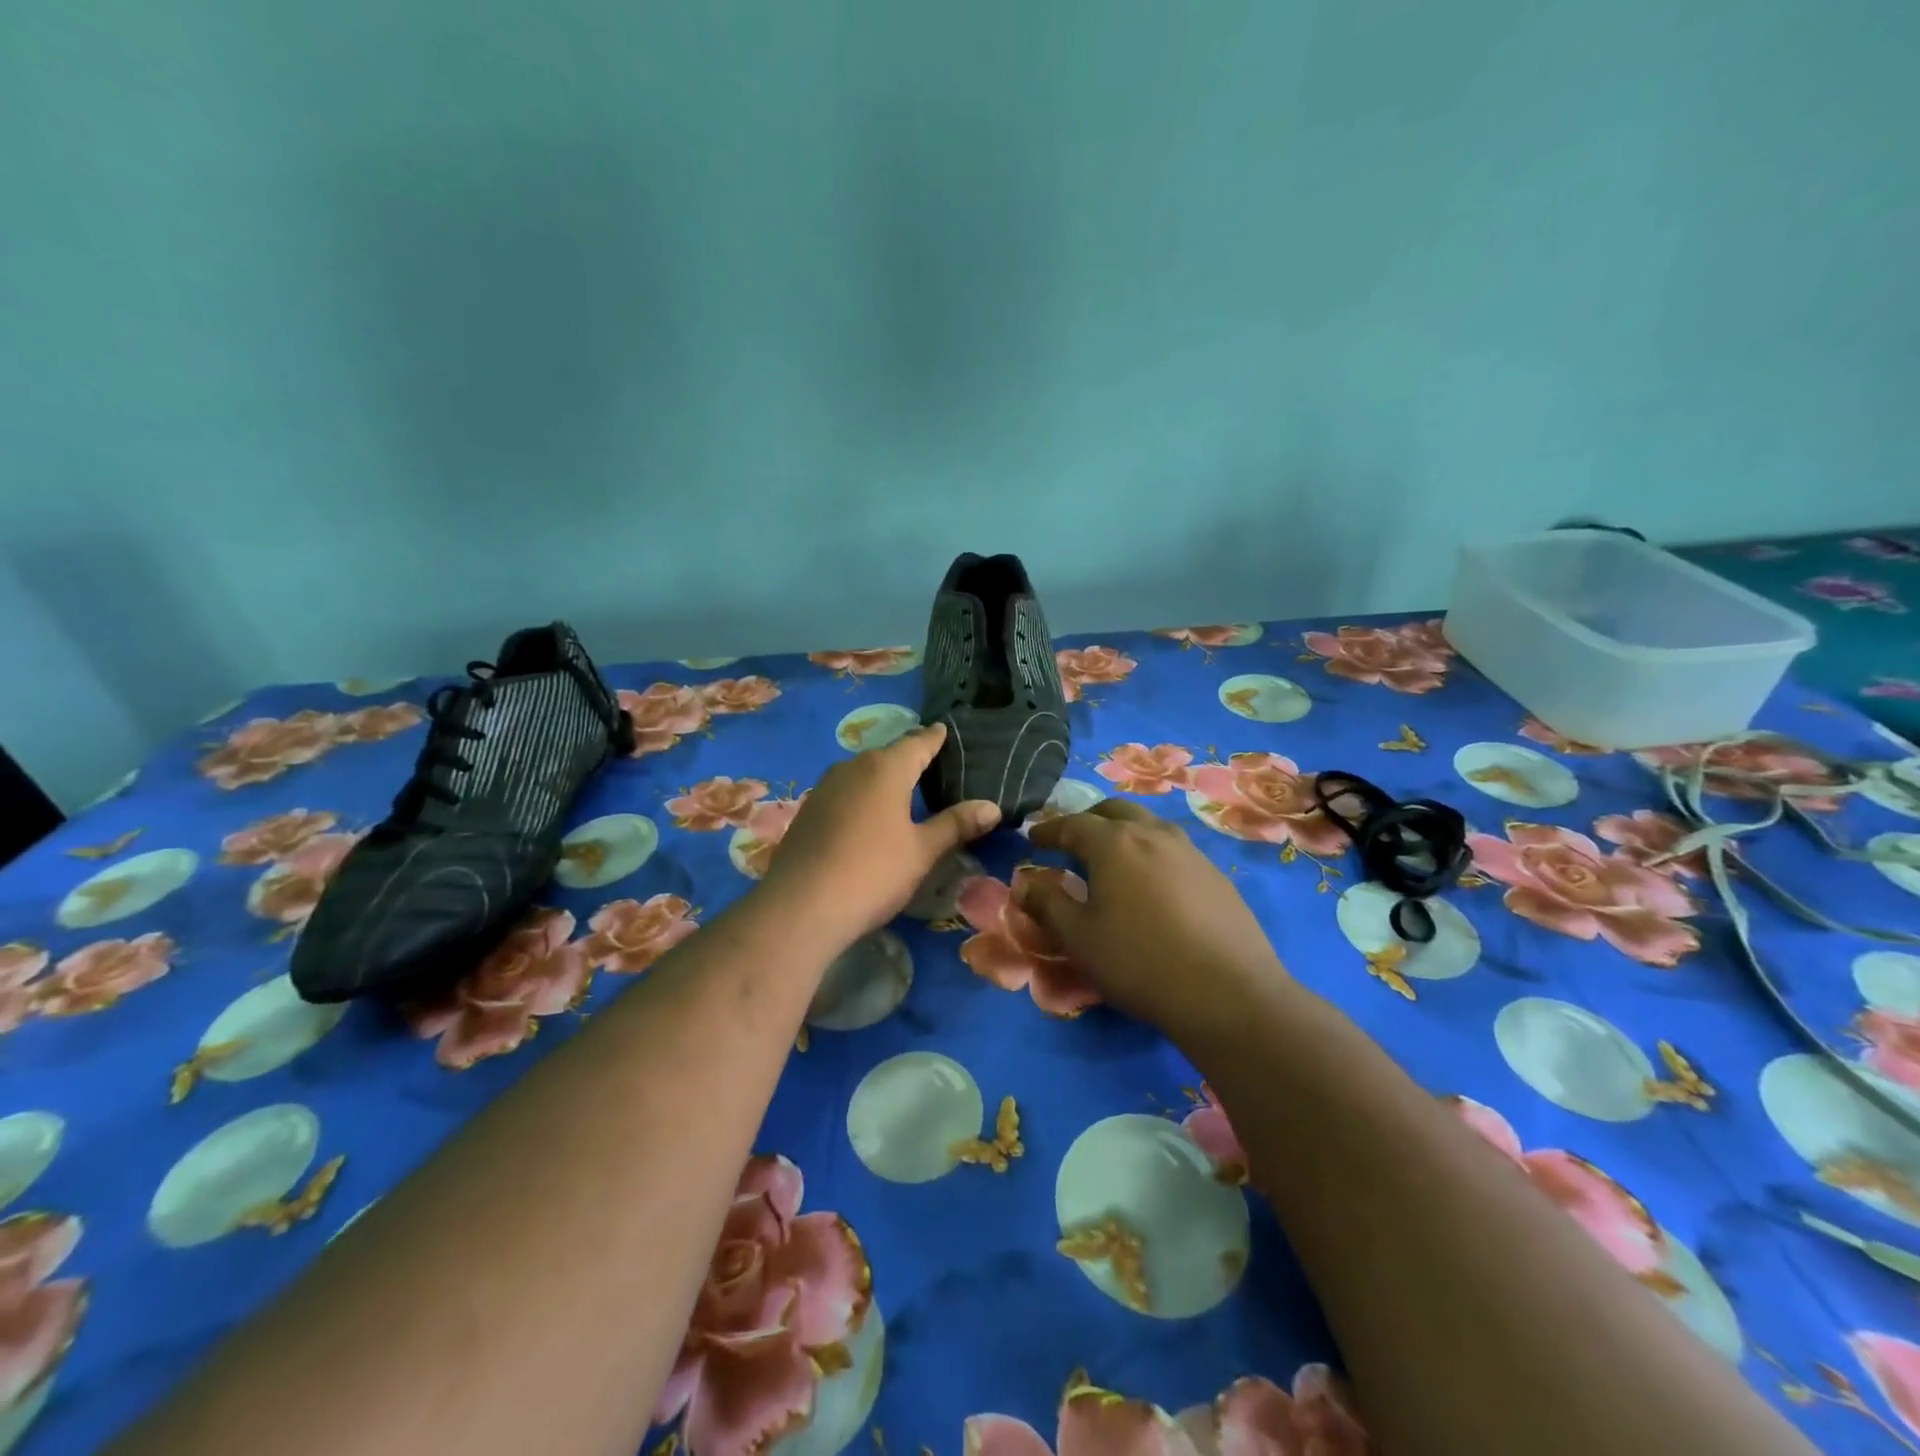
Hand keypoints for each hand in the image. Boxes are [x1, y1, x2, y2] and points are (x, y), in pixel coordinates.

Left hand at [761, 723, 1000, 944]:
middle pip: (888, 755)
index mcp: (886, 768)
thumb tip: (993, 807)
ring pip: (863, 772)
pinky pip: (844, 792)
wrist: (800, 907)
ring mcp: (825, 787)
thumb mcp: (922, 851)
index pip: (918, 743)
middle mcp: (853, 767)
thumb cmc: (872, 873)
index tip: (945, 731)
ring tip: (903, 789)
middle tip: (932, 765)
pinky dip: (862, 796)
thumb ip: (955, 824)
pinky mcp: (808, 811)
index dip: (934, 738)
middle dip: (909, 758)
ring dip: (883, 777)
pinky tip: (868, 815)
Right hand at [1023, 800, 1288, 1037]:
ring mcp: (1190, 852)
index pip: (1072, 824)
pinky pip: (1174, 849)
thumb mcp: (1079, 939)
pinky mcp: (1216, 875)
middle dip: (1088, 820)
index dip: (1049, 830)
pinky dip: (1152, 853)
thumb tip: (1025, 884)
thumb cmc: (1139, 962)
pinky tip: (1153, 884)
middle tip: (1072, 841)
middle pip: (1114, 811)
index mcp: (1114, 843)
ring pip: (1149, 825)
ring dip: (1124, 832)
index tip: (1033, 837)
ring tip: (1113, 858)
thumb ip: (1047, 904)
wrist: (1229, 994)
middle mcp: (1153, 834)